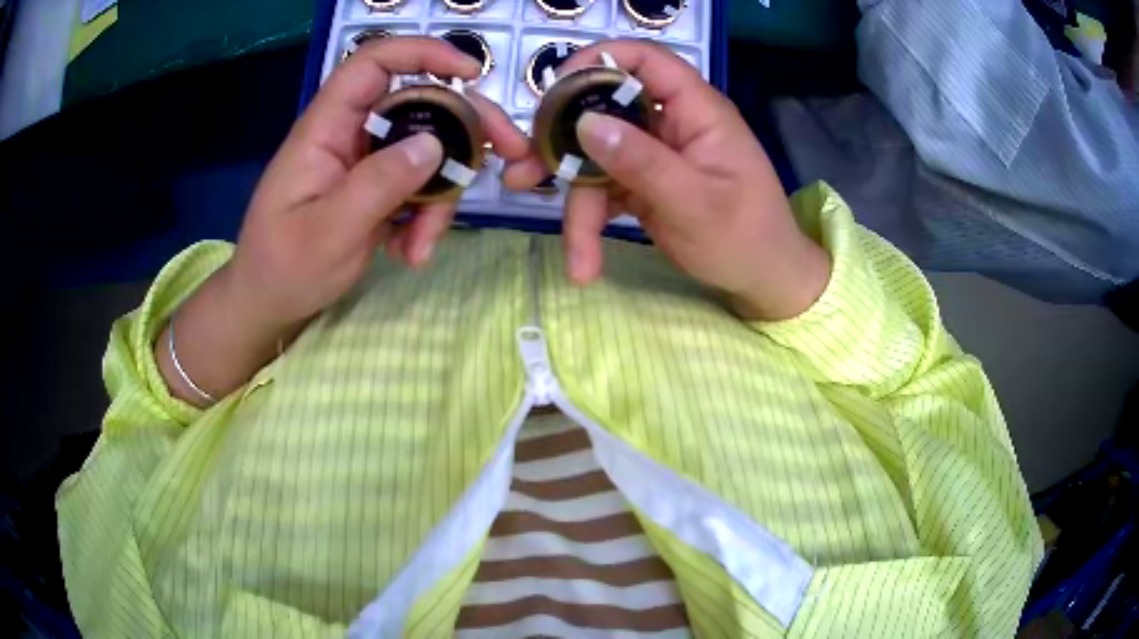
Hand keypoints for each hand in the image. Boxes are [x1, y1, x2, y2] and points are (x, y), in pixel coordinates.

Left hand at [157, 37, 530, 404]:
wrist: (268, 304)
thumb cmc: (283, 268)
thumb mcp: (328, 232)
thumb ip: (378, 185)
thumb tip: (436, 144)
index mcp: (327, 128)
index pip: (374, 64)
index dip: (423, 53)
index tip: (472, 73)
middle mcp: (351, 134)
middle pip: (420, 104)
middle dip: (467, 129)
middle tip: (510, 155)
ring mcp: (366, 162)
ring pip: (428, 152)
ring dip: (441, 196)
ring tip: (423, 246)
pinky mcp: (376, 188)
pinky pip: (419, 187)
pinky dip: (426, 218)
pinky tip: (411, 253)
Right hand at [505, 41, 830, 320]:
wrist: (764, 281)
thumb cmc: (747, 238)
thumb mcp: (697, 204)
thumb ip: (643, 162)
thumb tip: (584, 122)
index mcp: (696, 110)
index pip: (647, 60)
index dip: (599, 61)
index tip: (554, 88)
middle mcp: (670, 123)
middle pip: (605, 111)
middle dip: (561, 143)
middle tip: (522, 169)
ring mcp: (654, 153)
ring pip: (597, 158)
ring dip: (574, 200)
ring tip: (564, 249)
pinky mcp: (643, 182)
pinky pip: (604, 189)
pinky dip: (591, 222)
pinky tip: (583, 260)